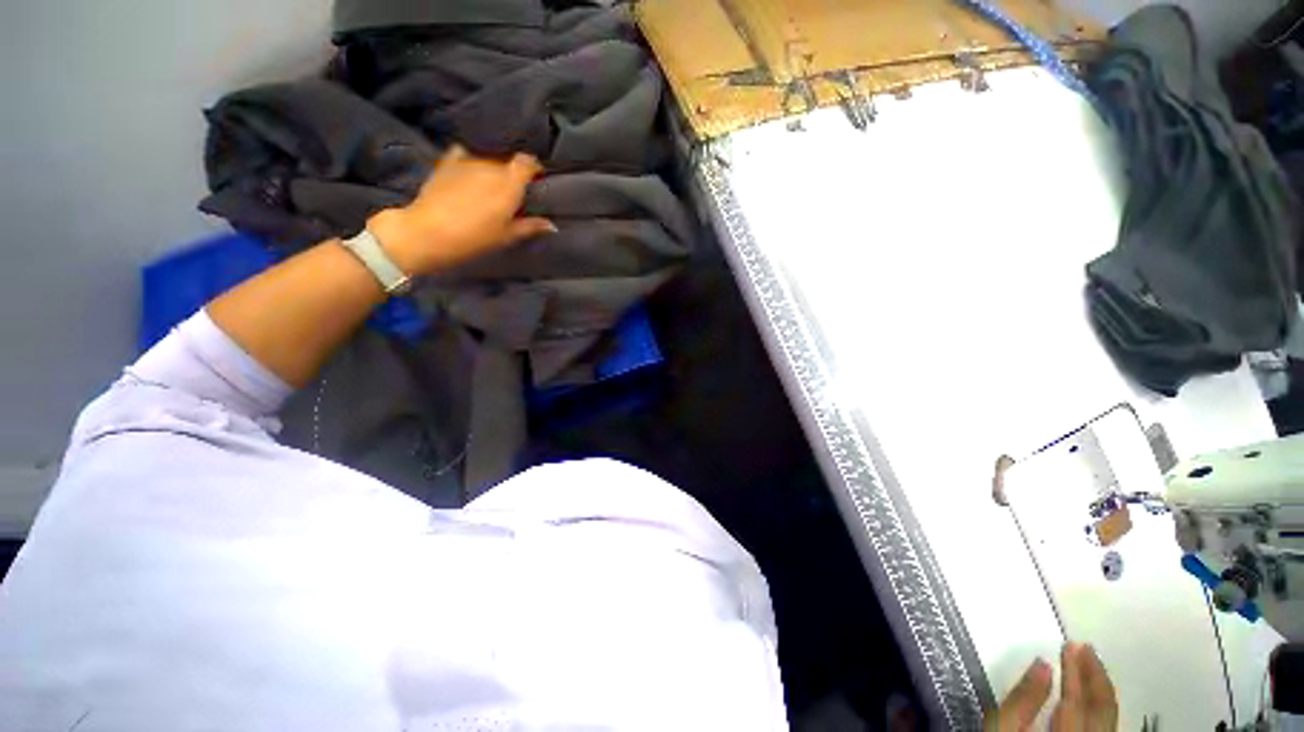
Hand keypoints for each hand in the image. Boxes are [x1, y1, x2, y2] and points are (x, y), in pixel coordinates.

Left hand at [368, 145, 554, 275]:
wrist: (428, 232)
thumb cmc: (474, 238)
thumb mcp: (507, 236)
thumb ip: (530, 226)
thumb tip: (552, 224)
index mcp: (508, 184)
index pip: (527, 162)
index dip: (534, 168)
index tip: (537, 181)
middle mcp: (490, 166)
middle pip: (507, 163)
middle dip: (512, 175)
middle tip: (512, 194)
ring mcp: (467, 162)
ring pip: (487, 161)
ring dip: (492, 171)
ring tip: (489, 189)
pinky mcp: (446, 163)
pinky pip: (464, 155)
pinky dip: (470, 162)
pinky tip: (469, 173)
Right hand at [986, 643, 1117, 730]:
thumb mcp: (1002, 731)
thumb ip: (1021, 701)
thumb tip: (1042, 664)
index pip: (1077, 702)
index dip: (1076, 672)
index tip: (1072, 645)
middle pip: (1102, 712)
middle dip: (1096, 678)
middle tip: (1087, 648)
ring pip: (1111, 723)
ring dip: (1102, 692)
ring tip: (1092, 667)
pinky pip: (1108, 731)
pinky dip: (1103, 710)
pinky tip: (1095, 698)